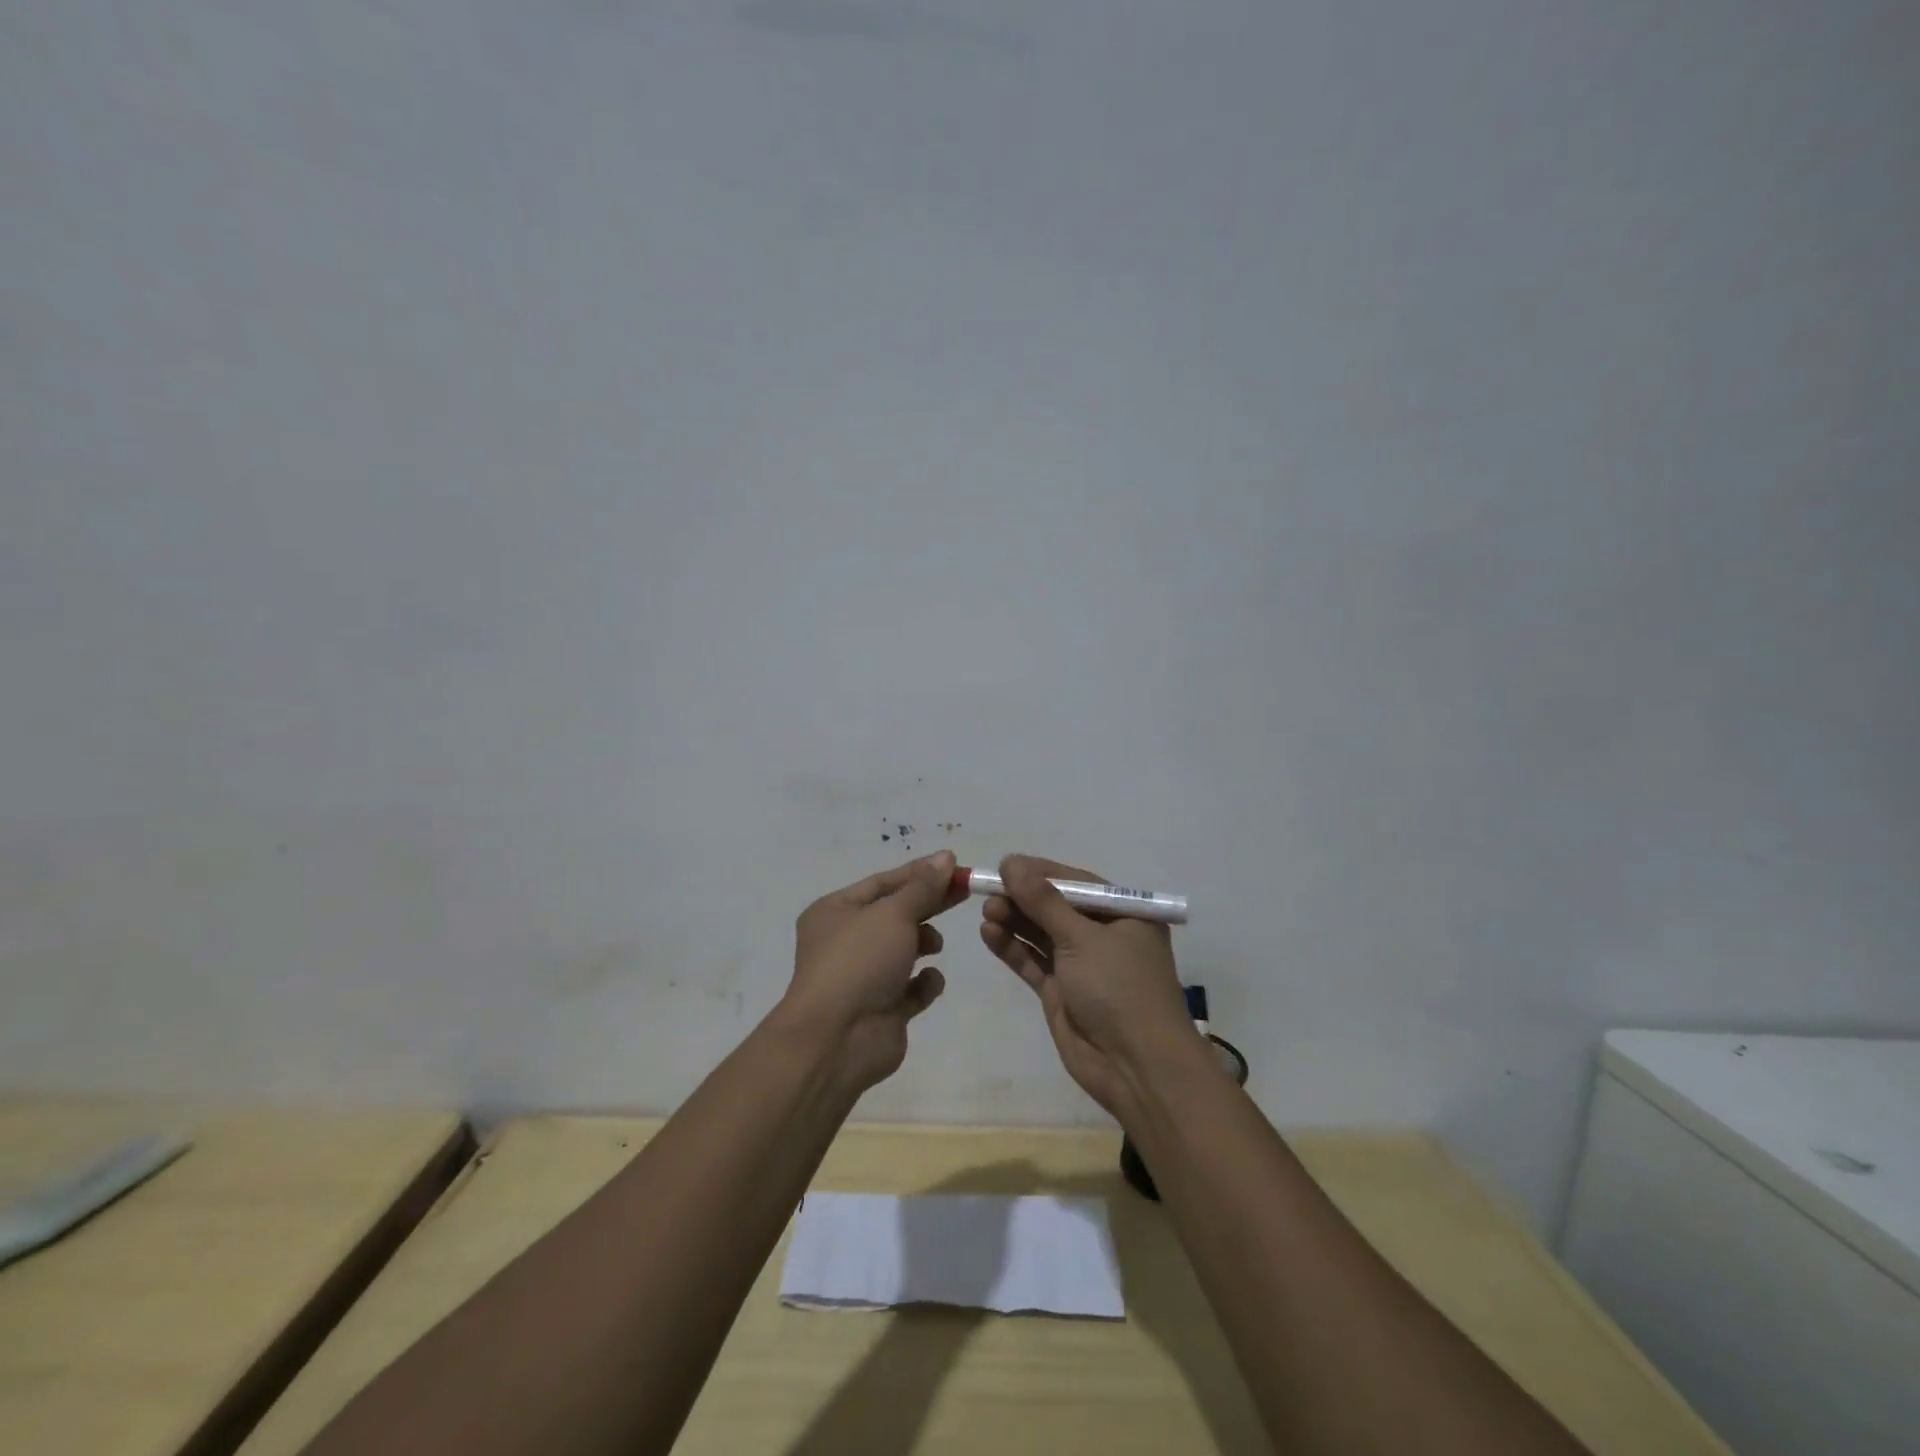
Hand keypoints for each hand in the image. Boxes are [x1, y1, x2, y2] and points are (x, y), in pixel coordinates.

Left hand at [782, 851, 960, 1093]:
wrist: (838, 1040)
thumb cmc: (859, 961)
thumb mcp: (893, 913)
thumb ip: (923, 887)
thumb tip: (945, 858)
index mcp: (835, 911)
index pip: (883, 882)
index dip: (919, 873)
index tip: (955, 865)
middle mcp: (846, 941)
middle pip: (897, 913)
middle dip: (929, 904)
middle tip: (966, 891)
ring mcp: (864, 976)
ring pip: (905, 949)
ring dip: (925, 942)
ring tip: (934, 946)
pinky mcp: (884, 1008)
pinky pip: (912, 988)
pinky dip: (925, 983)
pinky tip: (927, 983)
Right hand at [979, 854, 1200, 1118]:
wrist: (1136, 1067)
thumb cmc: (1120, 988)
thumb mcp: (1082, 938)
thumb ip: (1043, 901)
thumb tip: (1011, 862)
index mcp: (1124, 915)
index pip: (1076, 883)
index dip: (1040, 873)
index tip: (1005, 865)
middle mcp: (1104, 936)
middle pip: (1056, 908)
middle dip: (1023, 898)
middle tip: (988, 890)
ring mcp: (1081, 966)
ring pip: (1041, 934)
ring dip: (1014, 921)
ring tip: (986, 911)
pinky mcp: (1062, 992)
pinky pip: (1033, 962)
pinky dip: (1013, 948)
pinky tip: (989, 933)